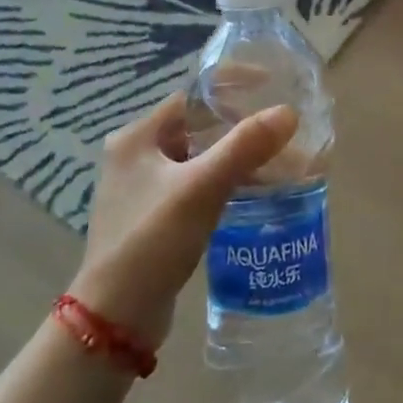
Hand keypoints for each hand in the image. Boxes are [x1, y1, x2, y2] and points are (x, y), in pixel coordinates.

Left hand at [69, 94, 298, 347]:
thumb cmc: (151, 240)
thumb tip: (288, 112)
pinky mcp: (154, 217)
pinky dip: (226, 182)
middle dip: (241, 126)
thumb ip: (244, 147)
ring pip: (200, 158)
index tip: (272, 84)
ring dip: (237, 157)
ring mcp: (143, 189)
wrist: (114, 317)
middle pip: (199, 126)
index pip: (192, 95)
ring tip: (279, 161)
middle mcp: (136, 156)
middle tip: (282, 128)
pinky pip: (197, 185)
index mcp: (137, 137)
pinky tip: (255, 192)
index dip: (232, 85)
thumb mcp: (201, 188)